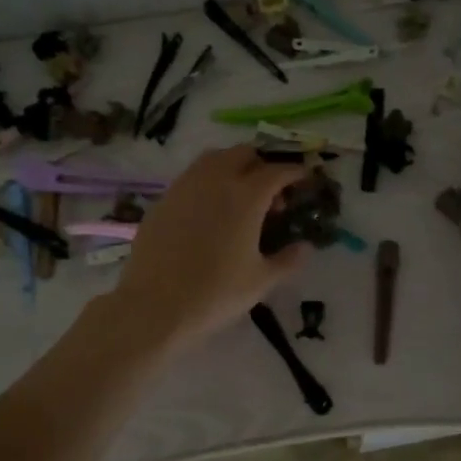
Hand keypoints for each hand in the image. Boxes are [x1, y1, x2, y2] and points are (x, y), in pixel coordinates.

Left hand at [107, 147, 313, 352]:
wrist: (155, 306)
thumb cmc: (216, 293)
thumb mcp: (261, 281)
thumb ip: (288, 260)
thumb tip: (305, 247)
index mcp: (246, 196)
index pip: (277, 171)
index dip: (295, 172)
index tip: (304, 178)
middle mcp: (215, 181)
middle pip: (244, 154)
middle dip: (262, 165)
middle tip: (271, 192)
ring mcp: (184, 187)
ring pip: (213, 159)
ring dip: (232, 167)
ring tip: (239, 195)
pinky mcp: (163, 200)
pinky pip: (191, 178)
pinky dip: (207, 183)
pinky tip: (208, 211)